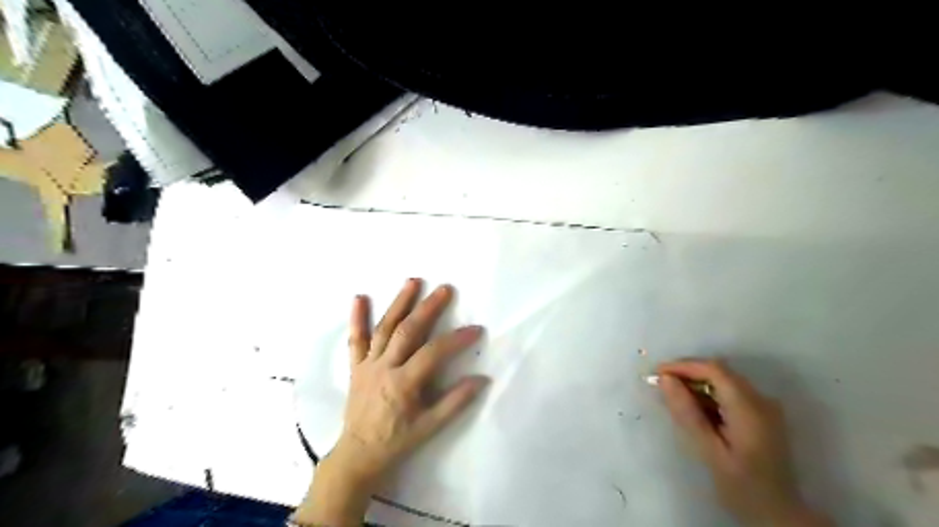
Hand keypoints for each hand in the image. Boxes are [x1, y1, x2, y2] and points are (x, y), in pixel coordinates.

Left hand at [338, 279, 488, 481]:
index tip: (476, 329)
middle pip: (407, 331)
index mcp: (403, 383)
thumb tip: (482, 379)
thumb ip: (456, 402)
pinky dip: (357, 318)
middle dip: (427, 308)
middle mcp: (384, 367)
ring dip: (399, 303)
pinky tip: (359, 297)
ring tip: (413, 281)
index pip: (433, 353)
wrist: (358, 453)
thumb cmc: (397, 440)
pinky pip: (355, 339)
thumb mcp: (430, 427)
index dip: (456, 339)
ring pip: (384, 328)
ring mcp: (368, 364)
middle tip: (444, 289)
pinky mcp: (356, 366)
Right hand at [655, 361, 828, 523]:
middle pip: (719, 372)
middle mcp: (761, 400)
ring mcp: (764, 407)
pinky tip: (694, 410)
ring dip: (697, 384)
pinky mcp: (762, 414)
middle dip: (687, 373)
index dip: (683, 366)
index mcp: (749, 408)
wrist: (779, 516)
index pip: (714, 370)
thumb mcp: (709, 451)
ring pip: (724, 380)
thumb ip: (687, 413)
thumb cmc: (742, 487)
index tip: (657, 373)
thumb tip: (665, 379)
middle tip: (660, 385)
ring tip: (673, 398)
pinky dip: (709, 395)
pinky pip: (730, 392)